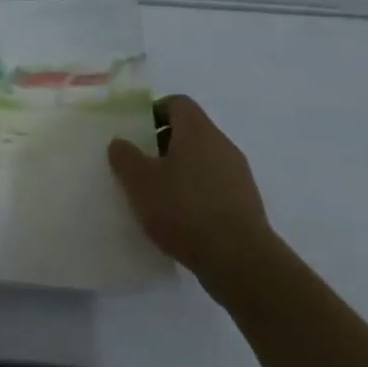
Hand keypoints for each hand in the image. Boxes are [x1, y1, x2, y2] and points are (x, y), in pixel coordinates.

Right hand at [108, 94, 274, 298]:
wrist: (241, 263)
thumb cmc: (185, 210)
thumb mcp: (140, 182)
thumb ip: (125, 157)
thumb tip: (120, 142)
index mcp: (198, 131)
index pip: (177, 103)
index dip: (154, 112)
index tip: (136, 134)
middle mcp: (222, 146)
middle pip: (190, 132)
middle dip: (163, 145)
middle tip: (141, 166)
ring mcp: (238, 176)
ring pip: (202, 161)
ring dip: (180, 172)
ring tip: (158, 197)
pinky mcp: (246, 205)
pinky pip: (214, 187)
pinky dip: (196, 195)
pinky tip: (181, 220)